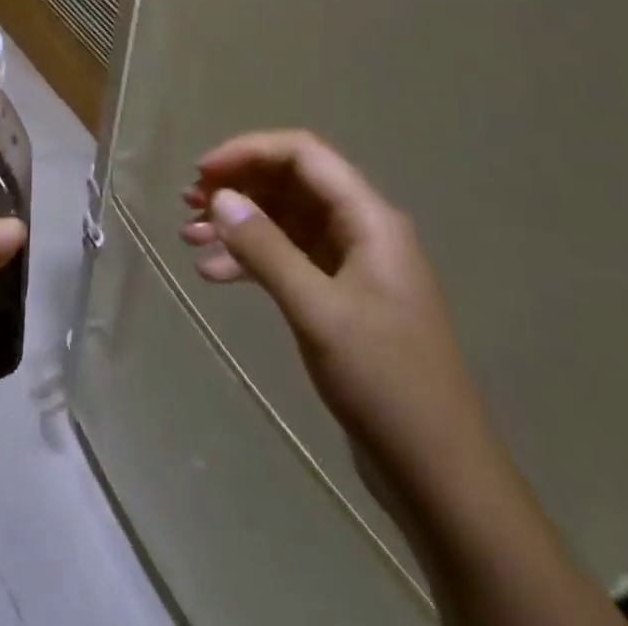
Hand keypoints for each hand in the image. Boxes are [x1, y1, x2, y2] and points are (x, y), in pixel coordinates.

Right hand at [179, 130, 500, 507]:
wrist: (439, 476)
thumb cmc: (385, 382)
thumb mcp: (317, 310)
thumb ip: (265, 247)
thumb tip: (219, 195)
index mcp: (368, 218)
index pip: (303, 154)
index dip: (249, 151)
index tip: (203, 172)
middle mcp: (360, 230)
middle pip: (290, 183)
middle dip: (237, 186)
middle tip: (188, 203)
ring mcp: (350, 264)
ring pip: (283, 220)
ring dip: (237, 223)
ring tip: (190, 237)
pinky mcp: (339, 297)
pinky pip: (286, 258)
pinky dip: (249, 259)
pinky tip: (214, 273)